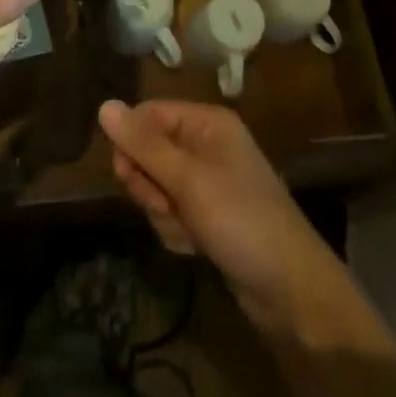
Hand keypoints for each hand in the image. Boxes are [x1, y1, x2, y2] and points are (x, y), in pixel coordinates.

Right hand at [99, 100, 395, 351]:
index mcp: (207, 122)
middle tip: (169, 206)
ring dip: (164, 214)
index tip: (126, 175)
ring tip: (191, 232)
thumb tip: (104, 104)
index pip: (148, 114)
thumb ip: (144, 145)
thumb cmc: (241, 221)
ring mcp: (208, 182)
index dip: (132, 143)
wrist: (291, 292)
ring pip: (156, 187)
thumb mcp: (188, 180)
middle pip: (149, 152)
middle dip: (151, 186)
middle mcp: (206, 144)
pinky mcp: (208, 215)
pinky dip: (177, 231)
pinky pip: (172, 213)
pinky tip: (196, 247)